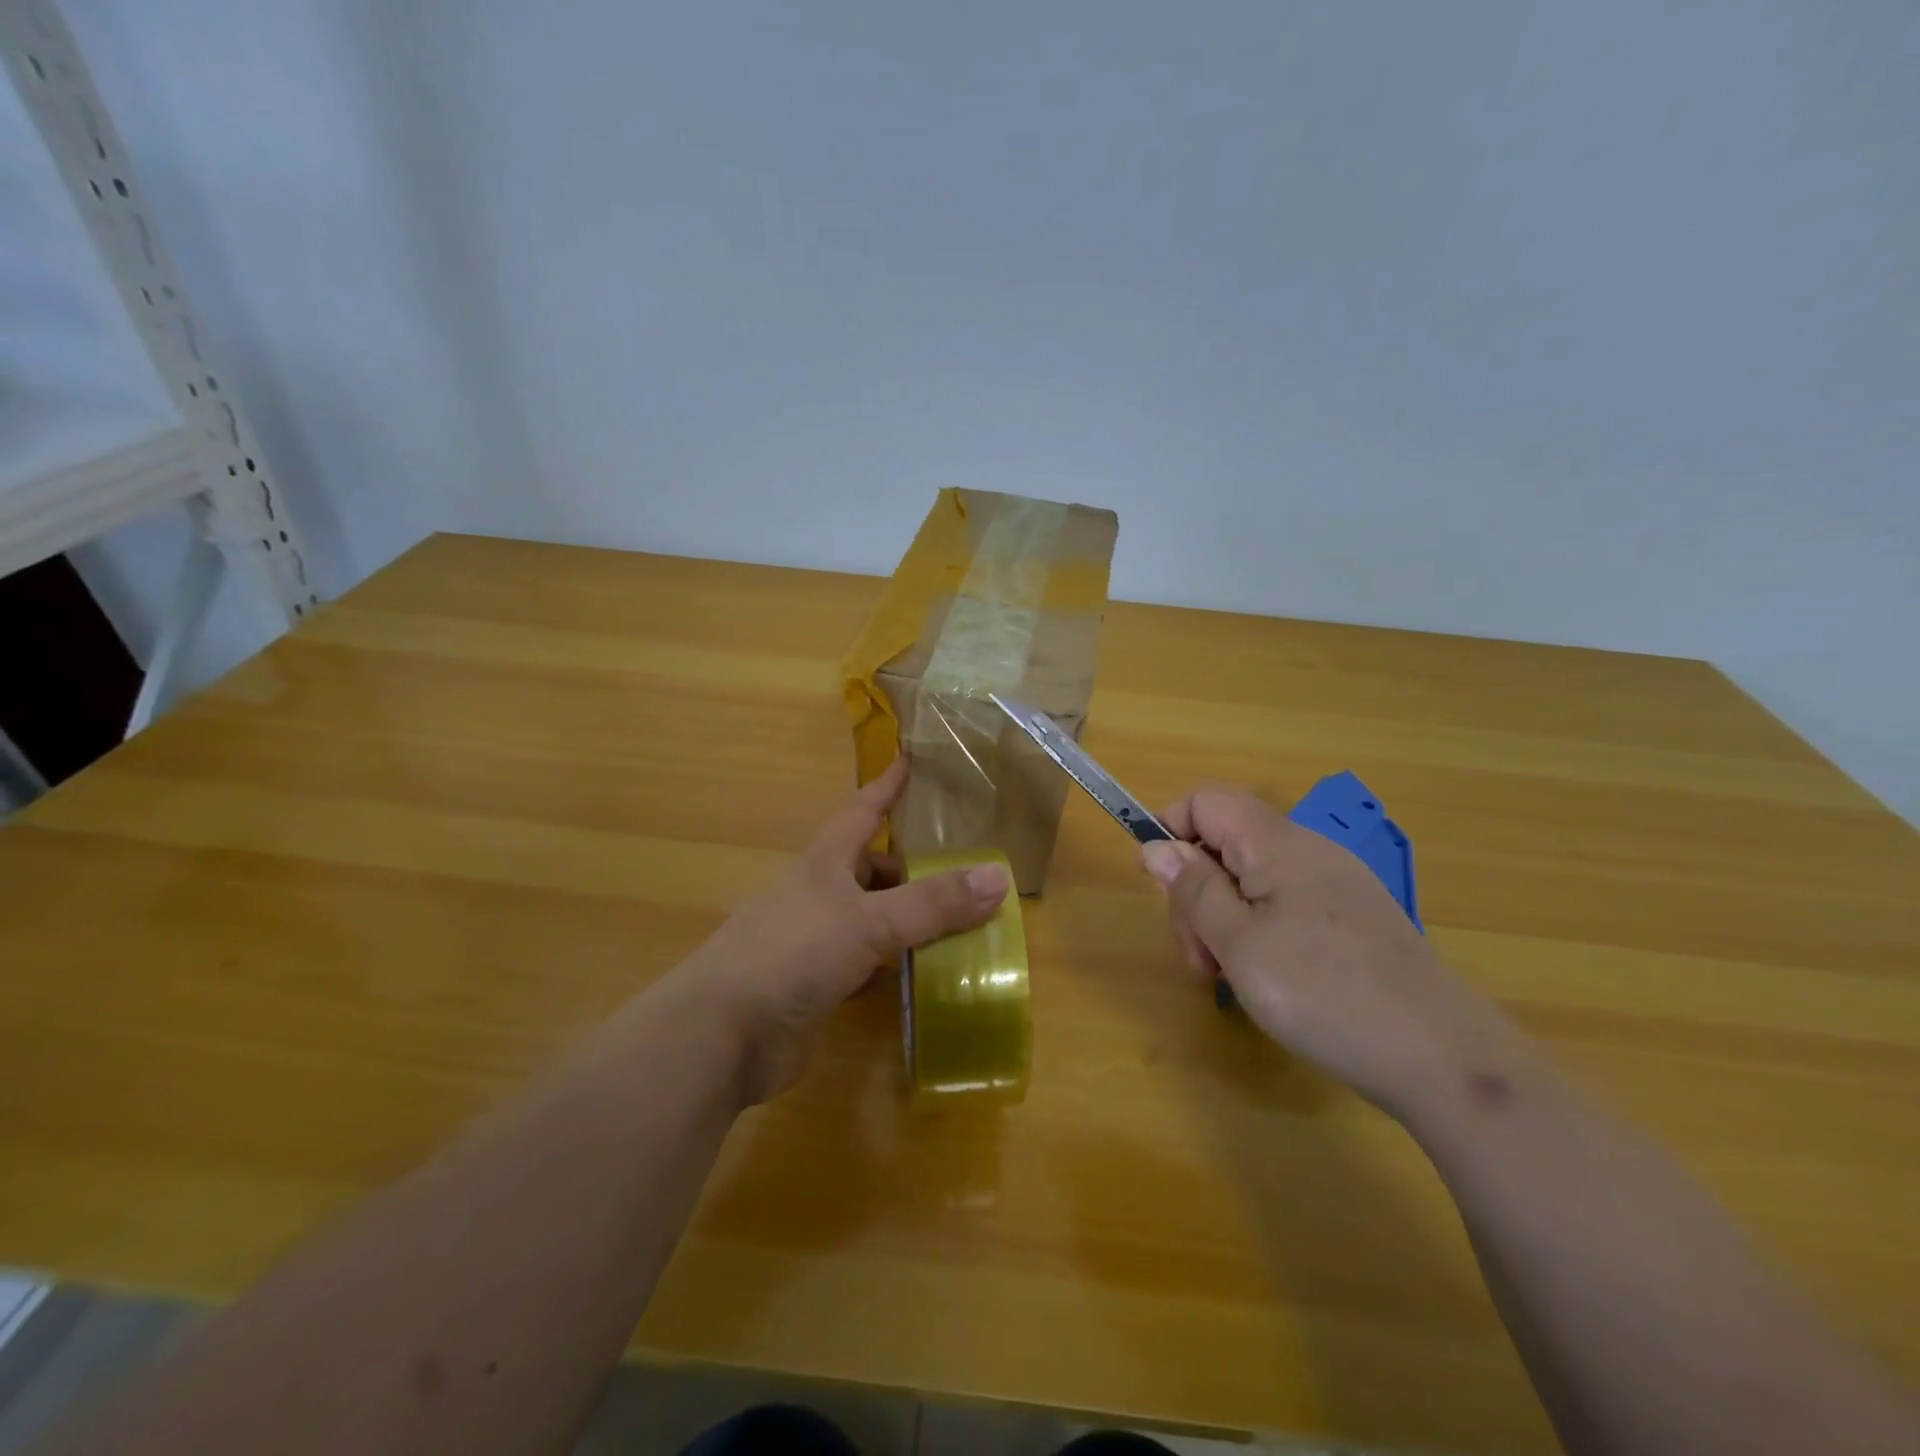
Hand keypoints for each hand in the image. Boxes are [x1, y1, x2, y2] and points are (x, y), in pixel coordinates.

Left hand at [676, 757, 1008, 1103]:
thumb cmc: (792, 954)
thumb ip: (933, 903)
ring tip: (960, 921)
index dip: (887, 785)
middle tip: (963, 868)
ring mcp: (816, 941)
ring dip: (908, 919)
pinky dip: (895, 965)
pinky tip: (925, 973)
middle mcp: (820, 894)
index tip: (911, 759)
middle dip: (912, 866)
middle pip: (872, 867)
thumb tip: (1000, 877)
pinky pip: (867, 964)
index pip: (863, 810)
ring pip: (873, 917)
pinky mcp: (818, 985)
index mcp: (825, 863)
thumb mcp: (868, 920)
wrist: (722, 1035)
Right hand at [1140, 789, 1524, 1120]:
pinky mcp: (1351, 916)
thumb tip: (1156, 846)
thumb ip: (1192, 890)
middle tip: (1201, 956)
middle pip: (1224, 843)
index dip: (1170, 831)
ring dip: (1223, 918)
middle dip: (1196, 892)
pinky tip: (1268, 978)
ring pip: (1251, 878)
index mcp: (1276, 843)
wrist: (1442, 1057)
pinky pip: (1284, 903)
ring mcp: (1334, 883)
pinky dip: (1258, 931)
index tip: (1162, 890)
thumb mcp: (1238, 944)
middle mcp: (1306, 850)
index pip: (1204, 801)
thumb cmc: (1323, 994)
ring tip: (1230, 976)